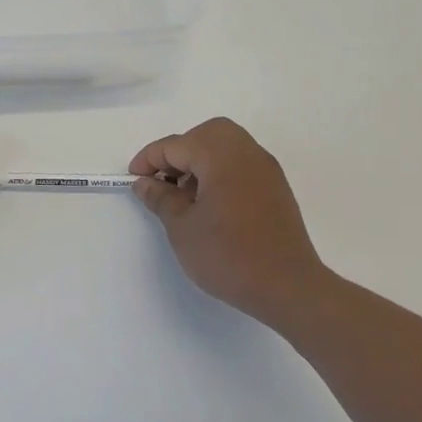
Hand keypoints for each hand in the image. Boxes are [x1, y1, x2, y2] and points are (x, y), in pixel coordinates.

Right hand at [130, 117, 332, 322]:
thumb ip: (160, 198)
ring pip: (225, 147)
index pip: (176, 145)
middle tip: (162, 180)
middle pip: (205, 135)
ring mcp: (266, 170)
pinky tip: (209, 204)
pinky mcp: (275, 189)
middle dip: (179, 152)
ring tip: (184, 195)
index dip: (149, 160)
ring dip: (200, 162)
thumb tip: (145, 183)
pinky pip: (241, 165)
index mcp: (220, 156)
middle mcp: (247, 153)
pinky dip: (219, 172)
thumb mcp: (181, 228)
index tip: (133, 180)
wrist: (288, 287)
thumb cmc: (228, 255)